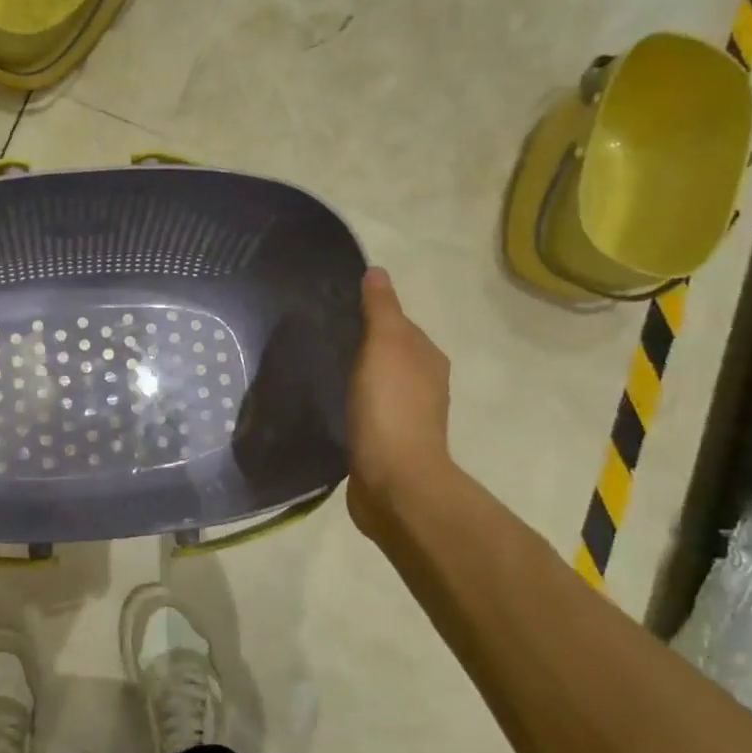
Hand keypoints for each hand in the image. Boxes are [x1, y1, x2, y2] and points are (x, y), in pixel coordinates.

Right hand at [346, 268, 452, 540]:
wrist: (394, 481)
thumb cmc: (390, 407)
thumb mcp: (384, 346)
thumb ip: (380, 310)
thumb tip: (378, 271)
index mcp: (427, 359)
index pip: (400, 325)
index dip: (374, 316)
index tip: (338, 312)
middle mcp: (424, 386)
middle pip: (391, 356)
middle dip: (364, 347)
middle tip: (324, 341)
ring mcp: (407, 419)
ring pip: (380, 386)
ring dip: (360, 379)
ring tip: (325, 373)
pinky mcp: (387, 446)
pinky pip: (369, 415)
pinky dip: (355, 407)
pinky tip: (334, 409)